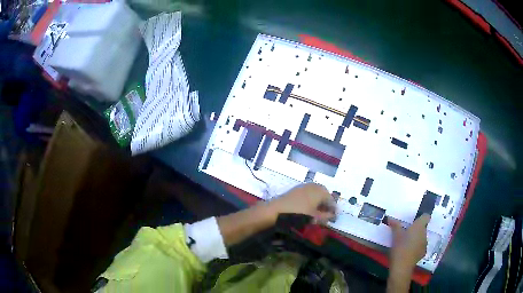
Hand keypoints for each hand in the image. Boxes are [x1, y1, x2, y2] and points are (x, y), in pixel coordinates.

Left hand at [267, 183, 335, 223]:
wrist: (277, 210)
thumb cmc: (299, 214)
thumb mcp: (315, 217)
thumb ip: (326, 216)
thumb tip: (333, 215)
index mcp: (321, 191)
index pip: (331, 200)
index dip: (333, 209)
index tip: (334, 216)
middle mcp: (314, 186)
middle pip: (324, 195)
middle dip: (326, 204)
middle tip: (326, 214)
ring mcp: (304, 186)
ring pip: (316, 193)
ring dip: (318, 201)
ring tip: (317, 212)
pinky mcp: (296, 189)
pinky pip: (308, 193)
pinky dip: (311, 200)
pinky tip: (308, 208)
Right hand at [388, 214, 430, 270]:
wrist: (402, 267)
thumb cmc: (400, 248)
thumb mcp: (395, 236)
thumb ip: (395, 225)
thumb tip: (390, 217)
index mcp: (419, 226)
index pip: (426, 216)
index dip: (421, 218)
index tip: (414, 221)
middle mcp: (424, 233)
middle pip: (423, 228)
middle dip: (416, 230)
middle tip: (406, 233)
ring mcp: (424, 244)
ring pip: (421, 238)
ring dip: (416, 239)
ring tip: (406, 244)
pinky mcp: (422, 253)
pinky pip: (420, 247)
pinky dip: (416, 248)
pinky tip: (408, 252)